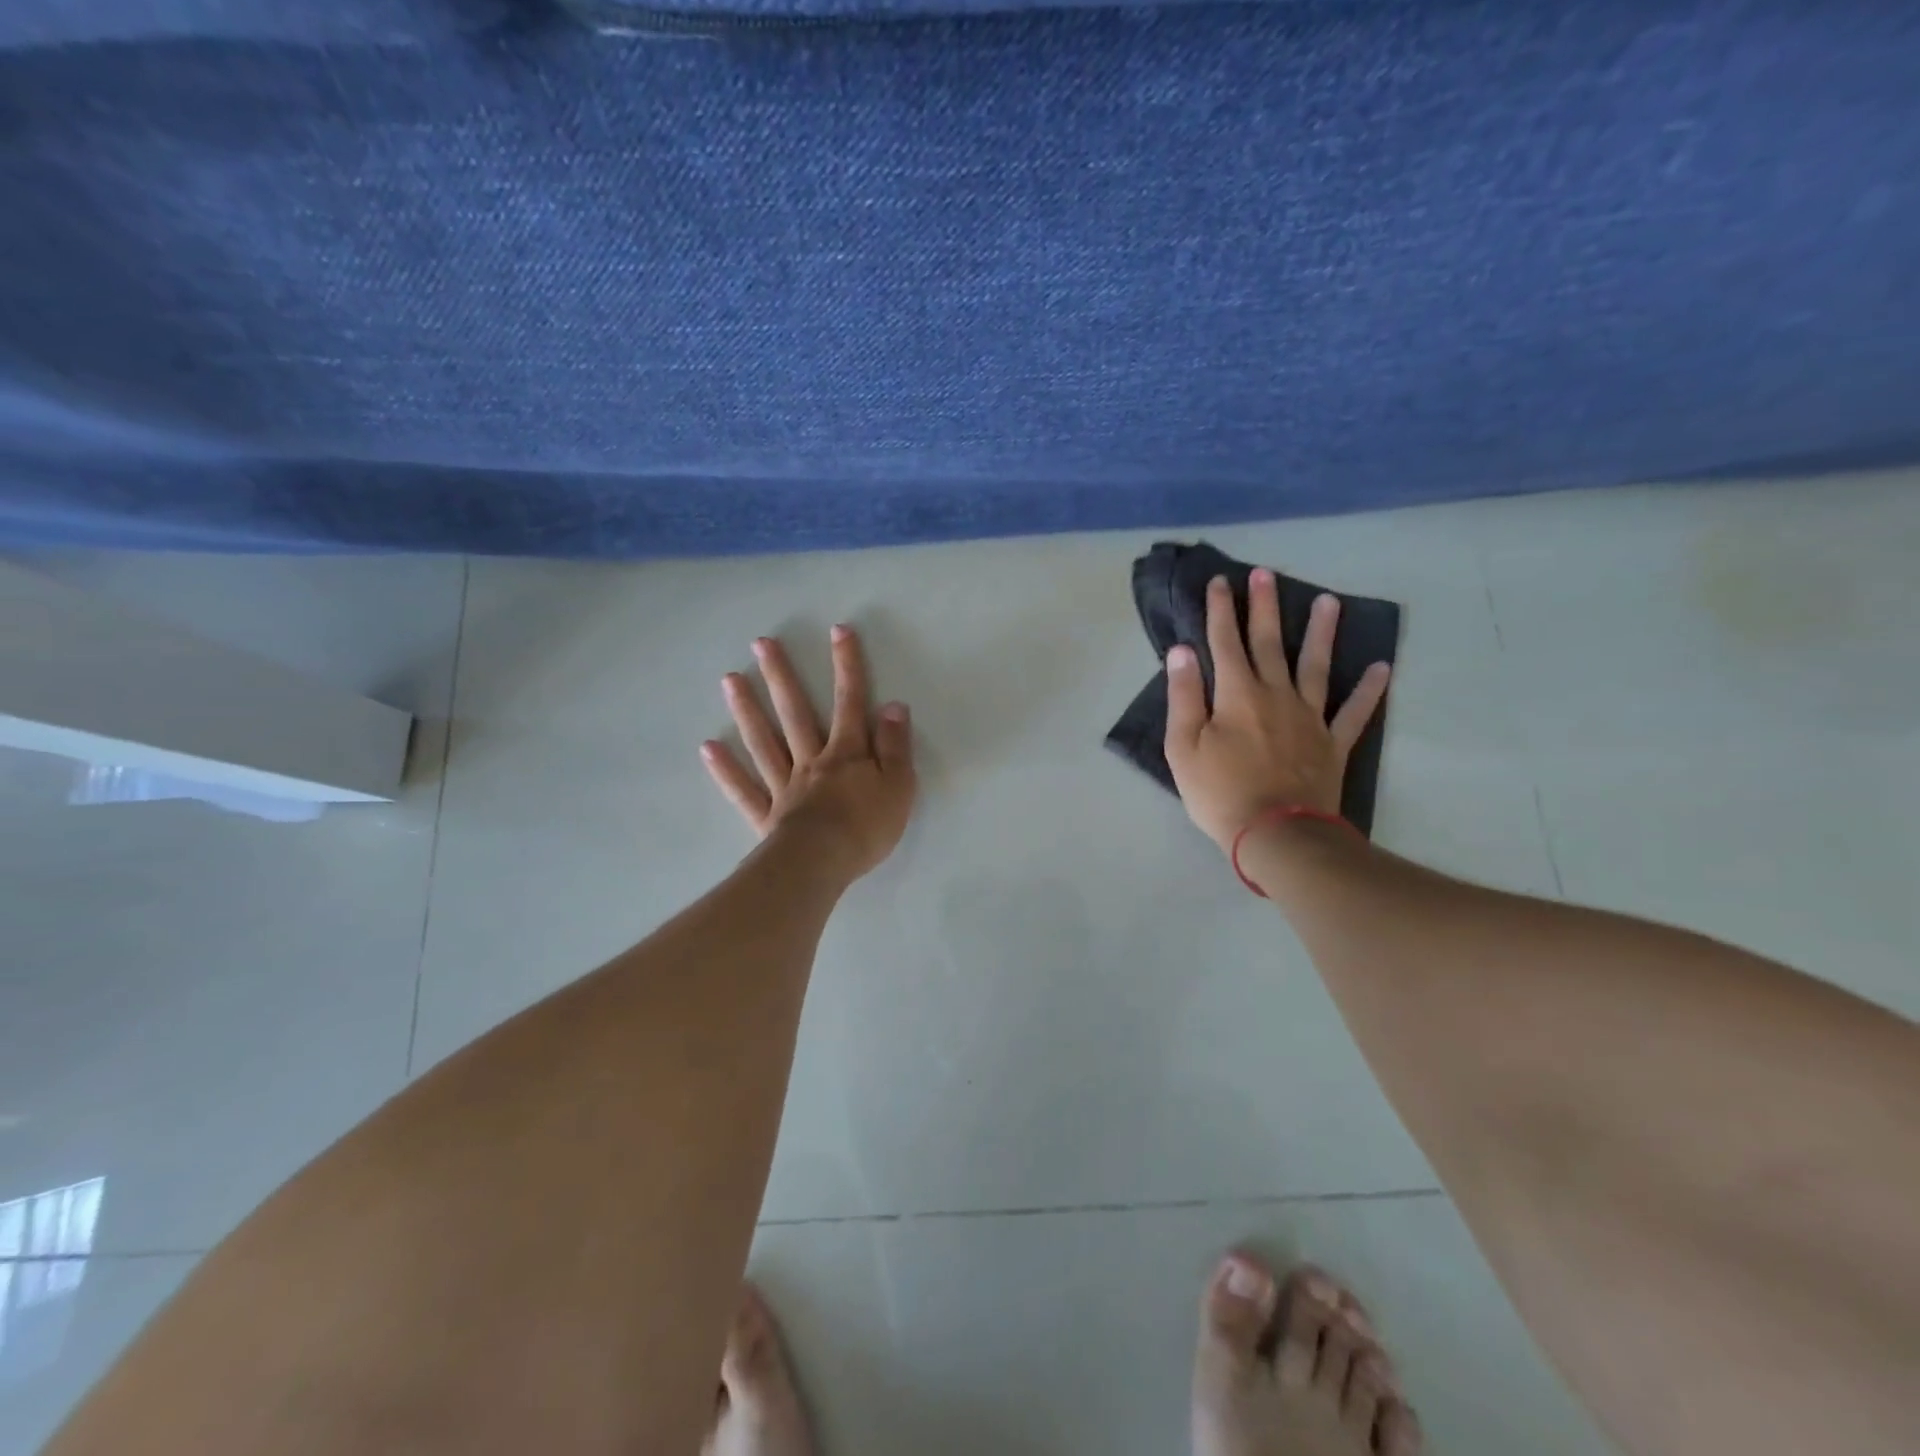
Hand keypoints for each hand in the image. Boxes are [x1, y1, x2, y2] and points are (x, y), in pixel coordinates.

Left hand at [701, 624, 915, 879]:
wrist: (823, 864)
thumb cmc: (867, 826)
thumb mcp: (898, 785)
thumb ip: (895, 746)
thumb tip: (893, 705)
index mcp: (846, 753)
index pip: (850, 702)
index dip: (847, 666)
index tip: (838, 631)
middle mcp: (811, 760)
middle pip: (795, 713)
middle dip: (781, 676)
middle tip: (761, 643)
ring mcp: (784, 786)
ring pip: (764, 742)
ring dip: (747, 710)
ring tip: (730, 679)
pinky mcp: (767, 815)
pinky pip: (744, 789)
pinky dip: (726, 769)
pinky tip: (709, 747)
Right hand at [1165, 571, 1390, 852]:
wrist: (1276, 834)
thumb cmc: (1220, 792)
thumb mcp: (1183, 747)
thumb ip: (1184, 696)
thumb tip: (1182, 651)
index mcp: (1236, 695)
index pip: (1224, 643)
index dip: (1220, 611)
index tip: (1219, 582)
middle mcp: (1275, 695)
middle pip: (1269, 643)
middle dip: (1264, 606)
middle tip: (1266, 574)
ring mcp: (1309, 718)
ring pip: (1316, 666)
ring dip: (1321, 633)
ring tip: (1329, 601)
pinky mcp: (1332, 743)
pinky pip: (1354, 712)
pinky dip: (1369, 690)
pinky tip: (1382, 668)